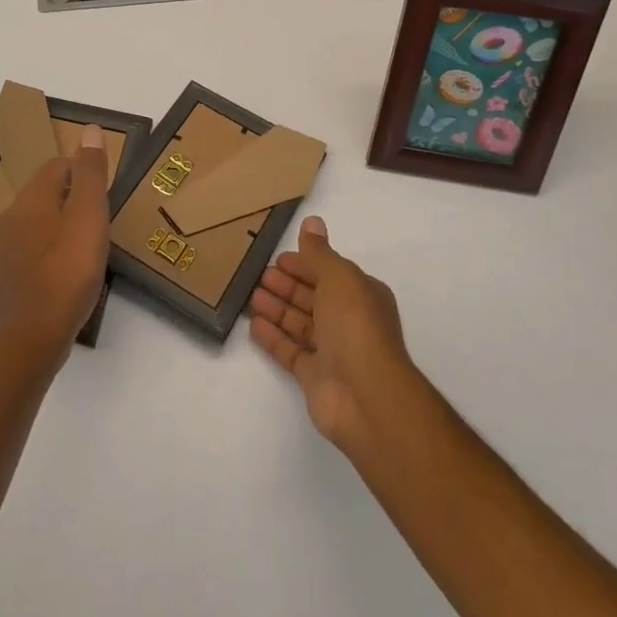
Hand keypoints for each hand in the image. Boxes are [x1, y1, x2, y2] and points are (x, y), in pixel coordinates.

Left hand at [0, 124, 110, 364]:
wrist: (36, 334)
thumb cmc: (69, 270)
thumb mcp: (89, 215)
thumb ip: (90, 172)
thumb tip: (90, 129)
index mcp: (30, 198)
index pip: (57, 165)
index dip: (83, 173)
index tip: (104, 196)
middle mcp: (12, 216)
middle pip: (47, 192)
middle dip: (73, 198)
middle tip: (101, 220)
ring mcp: (6, 248)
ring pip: (39, 220)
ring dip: (62, 224)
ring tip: (89, 245)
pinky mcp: (9, 275)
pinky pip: (34, 248)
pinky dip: (52, 249)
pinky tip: (69, 270)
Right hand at [250, 216, 416, 454]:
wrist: (366, 395)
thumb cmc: (355, 324)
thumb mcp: (338, 277)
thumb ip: (319, 252)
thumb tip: (312, 221)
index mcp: (361, 294)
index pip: (329, 272)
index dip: (304, 264)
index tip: (277, 258)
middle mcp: (349, 321)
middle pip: (312, 297)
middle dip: (287, 285)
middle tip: (258, 274)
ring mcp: (333, 351)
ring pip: (300, 323)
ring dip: (277, 308)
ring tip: (251, 296)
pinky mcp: (315, 377)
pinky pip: (291, 351)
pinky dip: (273, 337)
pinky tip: (253, 325)